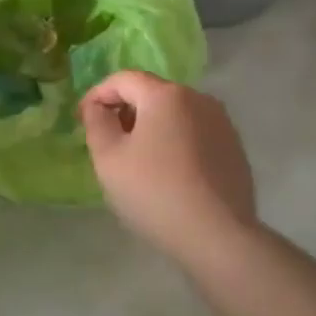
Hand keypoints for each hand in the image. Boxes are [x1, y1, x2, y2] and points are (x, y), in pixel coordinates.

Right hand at [80, 71, 258, 263]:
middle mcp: (199, 98)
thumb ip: (97, 123)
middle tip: (106, 141)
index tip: (82, 119)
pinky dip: (174, 142)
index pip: (123, 79)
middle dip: (124, 110)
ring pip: (175, 113)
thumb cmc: (155, 192)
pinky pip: (194, 133)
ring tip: (136, 159)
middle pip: (151, 94)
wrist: (218, 236)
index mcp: (166, 95)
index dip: (97, 95)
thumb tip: (98, 107)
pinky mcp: (234, 147)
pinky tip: (167, 173)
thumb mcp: (109, 158)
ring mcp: (221, 123)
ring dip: (150, 127)